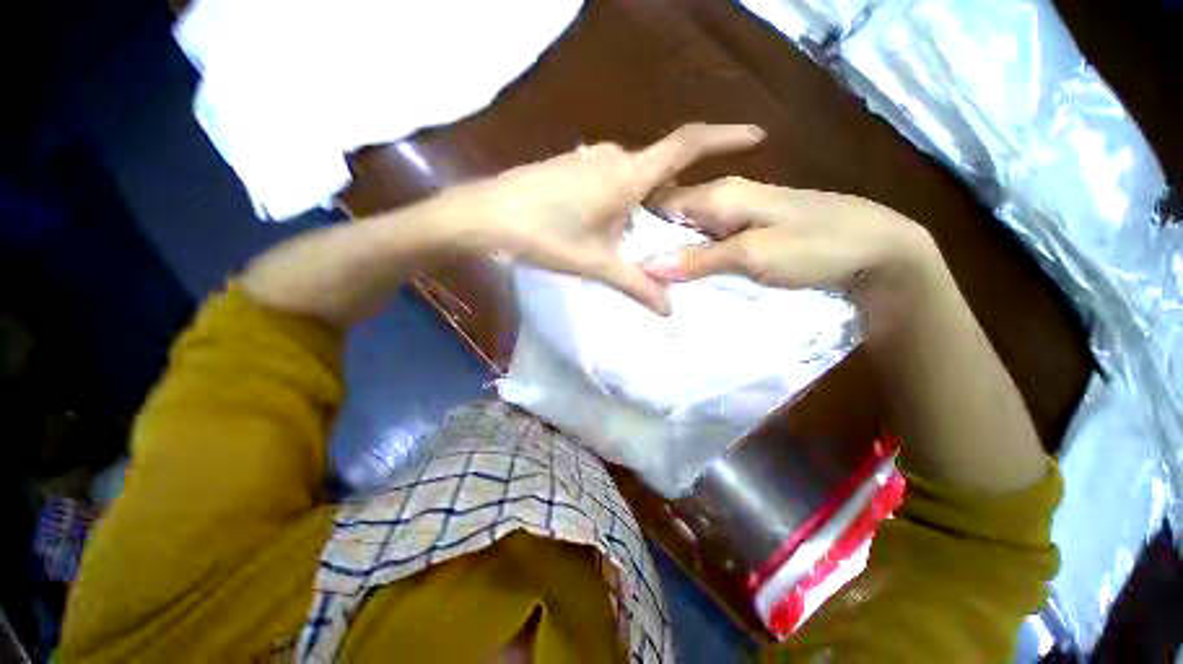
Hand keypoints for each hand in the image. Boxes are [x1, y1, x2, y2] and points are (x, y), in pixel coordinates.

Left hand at [453, 124, 764, 313]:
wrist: (486, 215)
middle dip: (675, 196)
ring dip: (645, 201)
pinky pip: (611, 177)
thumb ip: (636, 285)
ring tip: (641, 234)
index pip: (688, 145)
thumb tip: (669, 311)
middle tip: (681, 227)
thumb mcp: (595, 264)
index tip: (755, 136)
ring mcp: (589, 158)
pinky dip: (623, 197)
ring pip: (634, 176)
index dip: (725, 137)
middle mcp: (613, 156)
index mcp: (627, 174)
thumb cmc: (543, 236)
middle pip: (661, 169)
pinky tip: (608, 223)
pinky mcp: (572, 165)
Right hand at [643, 177, 941, 327]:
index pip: (661, 203)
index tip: (622, 257)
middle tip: (634, 276)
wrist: (878, 251)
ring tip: (652, 282)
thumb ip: (699, 259)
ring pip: (690, 234)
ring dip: (673, 257)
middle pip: (674, 220)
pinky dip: (695, 262)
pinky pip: (710, 246)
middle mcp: (724, 200)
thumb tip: (648, 266)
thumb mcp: (752, 255)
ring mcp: (738, 218)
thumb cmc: (816, 247)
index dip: (639, 228)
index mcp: (719, 195)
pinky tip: (686, 280)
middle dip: (652, 246)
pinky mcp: (749, 235)